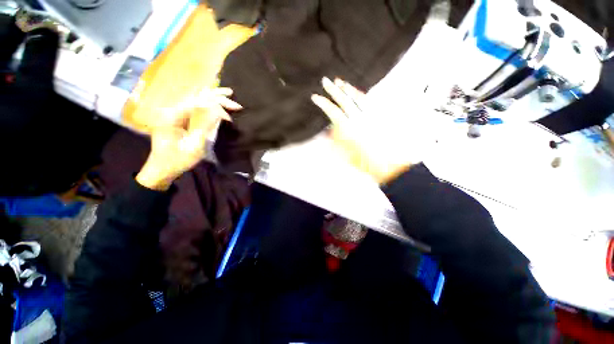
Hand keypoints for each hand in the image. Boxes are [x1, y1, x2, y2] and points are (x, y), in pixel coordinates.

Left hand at [136, 88, 240, 190]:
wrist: (161, 169)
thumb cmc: (177, 160)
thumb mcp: (194, 146)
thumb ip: (205, 127)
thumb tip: (218, 112)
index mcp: (172, 115)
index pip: (198, 102)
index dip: (216, 105)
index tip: (230, 116)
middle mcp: (172, 109)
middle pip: (196, 96)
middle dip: (216, 96)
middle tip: (233, 96)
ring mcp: (174, 113)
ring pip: (195, 98)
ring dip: (212, 96)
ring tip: (227, 93)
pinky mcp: (177, 118)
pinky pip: (194, 106)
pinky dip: (207, 103)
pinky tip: (215, 100)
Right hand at [311, 77, 421, 183]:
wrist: (388, 164)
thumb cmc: (365, 162)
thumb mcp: (346, 154)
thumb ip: (335, 140)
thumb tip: (326, 130)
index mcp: (349, 129)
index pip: (333, 111)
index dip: (323, 103)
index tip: (316, 97)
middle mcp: (360, 119)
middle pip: (345, 100)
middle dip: (333, 90)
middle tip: (325, 81)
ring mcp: (371, 116)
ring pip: (358, 98)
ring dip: (348, 89)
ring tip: (341, 82)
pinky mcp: (381, 116)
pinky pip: (370, 102)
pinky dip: (362, 95)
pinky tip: (358, 92)